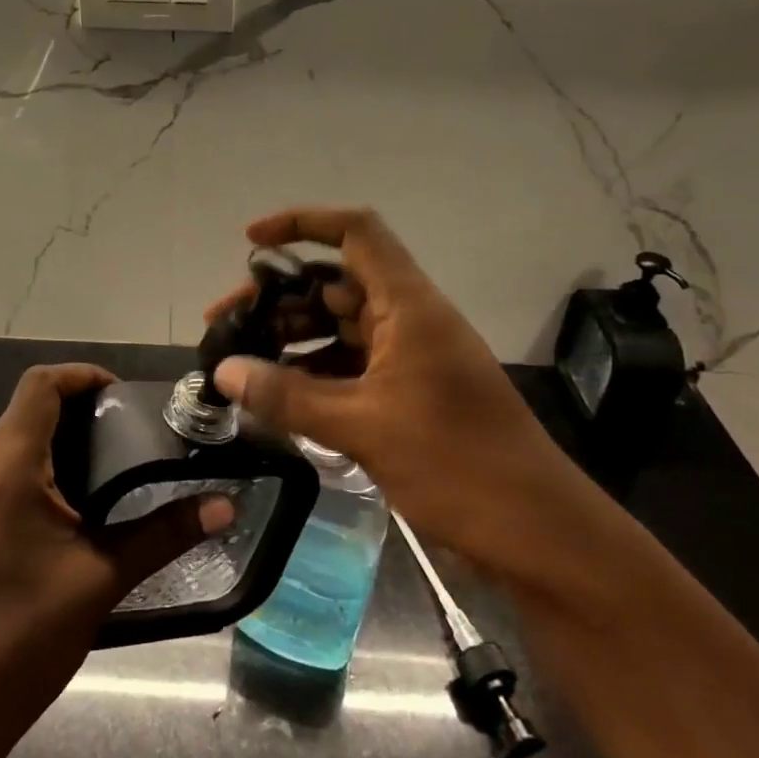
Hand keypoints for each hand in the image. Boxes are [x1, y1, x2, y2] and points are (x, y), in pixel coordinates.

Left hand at [0, 364, 233, 757]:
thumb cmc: (24, 637)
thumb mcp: (103, 578)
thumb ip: (165, 533)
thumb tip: (226, 505)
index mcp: (8, 468)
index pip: (40, 385)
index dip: (84, 375)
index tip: (128, 395)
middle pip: (31, 407)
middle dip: (83, 406)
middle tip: (138, 428)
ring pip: (21, 440)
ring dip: (67, 438)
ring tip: (123, 460)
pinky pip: (13, 472)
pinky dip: (51, 467)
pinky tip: (88, 501)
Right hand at [208, 208, 599, 591]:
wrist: (536, 533)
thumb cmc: (457, 465)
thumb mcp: (363, 428)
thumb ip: (288, 397)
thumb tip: (223, 371)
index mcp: (409, 306)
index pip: (356, 233)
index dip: (302, 224)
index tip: (251, 242)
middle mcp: (409, 320)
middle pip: (335, 284)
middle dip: (278, 297)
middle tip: (224, 324)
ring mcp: (410, 359)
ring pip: (339, 328)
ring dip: (292, 338)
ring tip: (240, 361)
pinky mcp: (408, 395)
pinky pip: (350, 367)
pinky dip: (313, 374)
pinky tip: (276, 395)